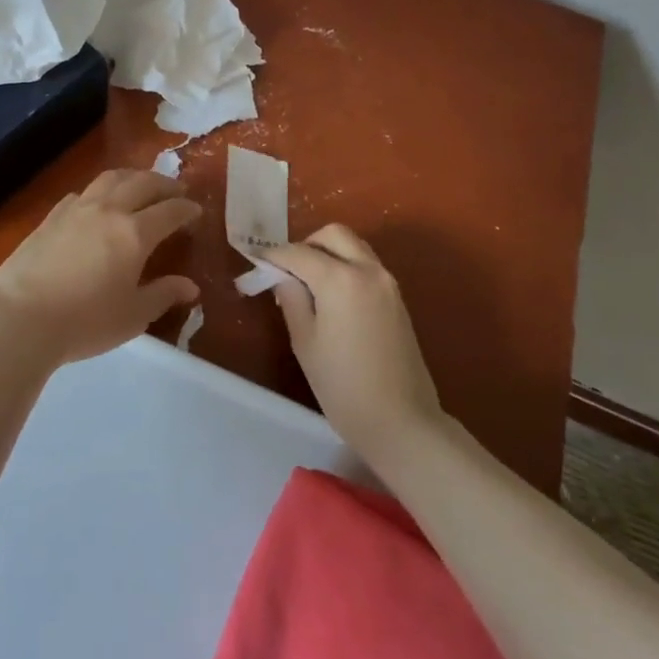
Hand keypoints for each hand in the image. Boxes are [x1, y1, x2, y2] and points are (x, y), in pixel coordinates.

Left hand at [0, 169, 200, 366]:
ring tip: (141, 185)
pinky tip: (98, 203)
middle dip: (164, 184)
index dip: (186, 208)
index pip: (169, 210)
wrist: (19, 317)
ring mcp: (77, 209)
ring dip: (133, 177)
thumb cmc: (84, 321)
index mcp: (134, 233)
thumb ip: (163, 295)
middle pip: (143, 183)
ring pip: (111, 178)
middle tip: (176, 190)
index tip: (197, 210)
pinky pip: (83, 192)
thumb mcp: (133, 316)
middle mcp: (109, 210)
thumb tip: (190, 286)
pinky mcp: (51, 216)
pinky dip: (101, 191)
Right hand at [266, 225, 444, 459]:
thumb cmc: (344, 387)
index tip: (256, 261)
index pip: (299, 253)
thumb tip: (284, 277)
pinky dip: (345, 266)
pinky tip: (332, 297)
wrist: (402, 423)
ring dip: (328, 253)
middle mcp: (368, 270)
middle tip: (288, 270)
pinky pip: (366, 266)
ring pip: (354, 247)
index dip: (274, 256)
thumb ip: (292, 300)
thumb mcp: (305, 343)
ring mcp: (387, 283)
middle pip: (334, 235)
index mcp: (341, 279)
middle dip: (307, 244)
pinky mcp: (397, 299)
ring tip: (308, 283)